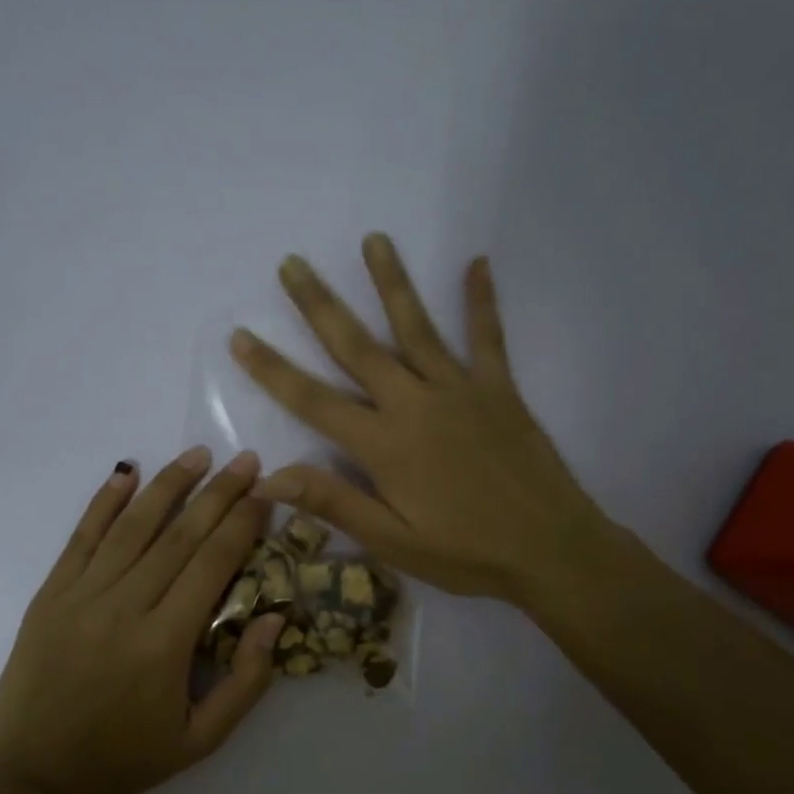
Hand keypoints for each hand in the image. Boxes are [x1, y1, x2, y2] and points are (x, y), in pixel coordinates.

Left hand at [0, 447, 285, 793]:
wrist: (37, 779)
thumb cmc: (127, 760)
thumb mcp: (202, 740)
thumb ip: (247, 680)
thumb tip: (274, 617)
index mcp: (165, 643)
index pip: (212, 564)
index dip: (242, 523)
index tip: (266, 492)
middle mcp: (124, 607)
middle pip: (179, 535)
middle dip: (218, 493)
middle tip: (246, 460)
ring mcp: (81, 596)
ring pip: (132, 527)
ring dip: (169, 485)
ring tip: (198, 455)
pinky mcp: (50, 595)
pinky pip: (81, 537)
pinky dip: (104, 502)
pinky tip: (126, 472)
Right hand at [229, 235, 625, 606]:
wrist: (553, 550)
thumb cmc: (467, 554)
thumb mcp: (393, 542)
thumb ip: (333, 502)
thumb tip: (268, 477)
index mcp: (384, 445)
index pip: (313, 400)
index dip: (272, 369)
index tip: (241, 335)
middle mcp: (415, 403)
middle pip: (357, 346)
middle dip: (320, 304)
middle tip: (293, 263)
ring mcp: (460, 390)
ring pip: (416, 327)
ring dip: (391, 282)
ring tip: (373, 240)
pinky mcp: (499, 389)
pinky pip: (487, 336)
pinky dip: (481, 300)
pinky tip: (477, 262)